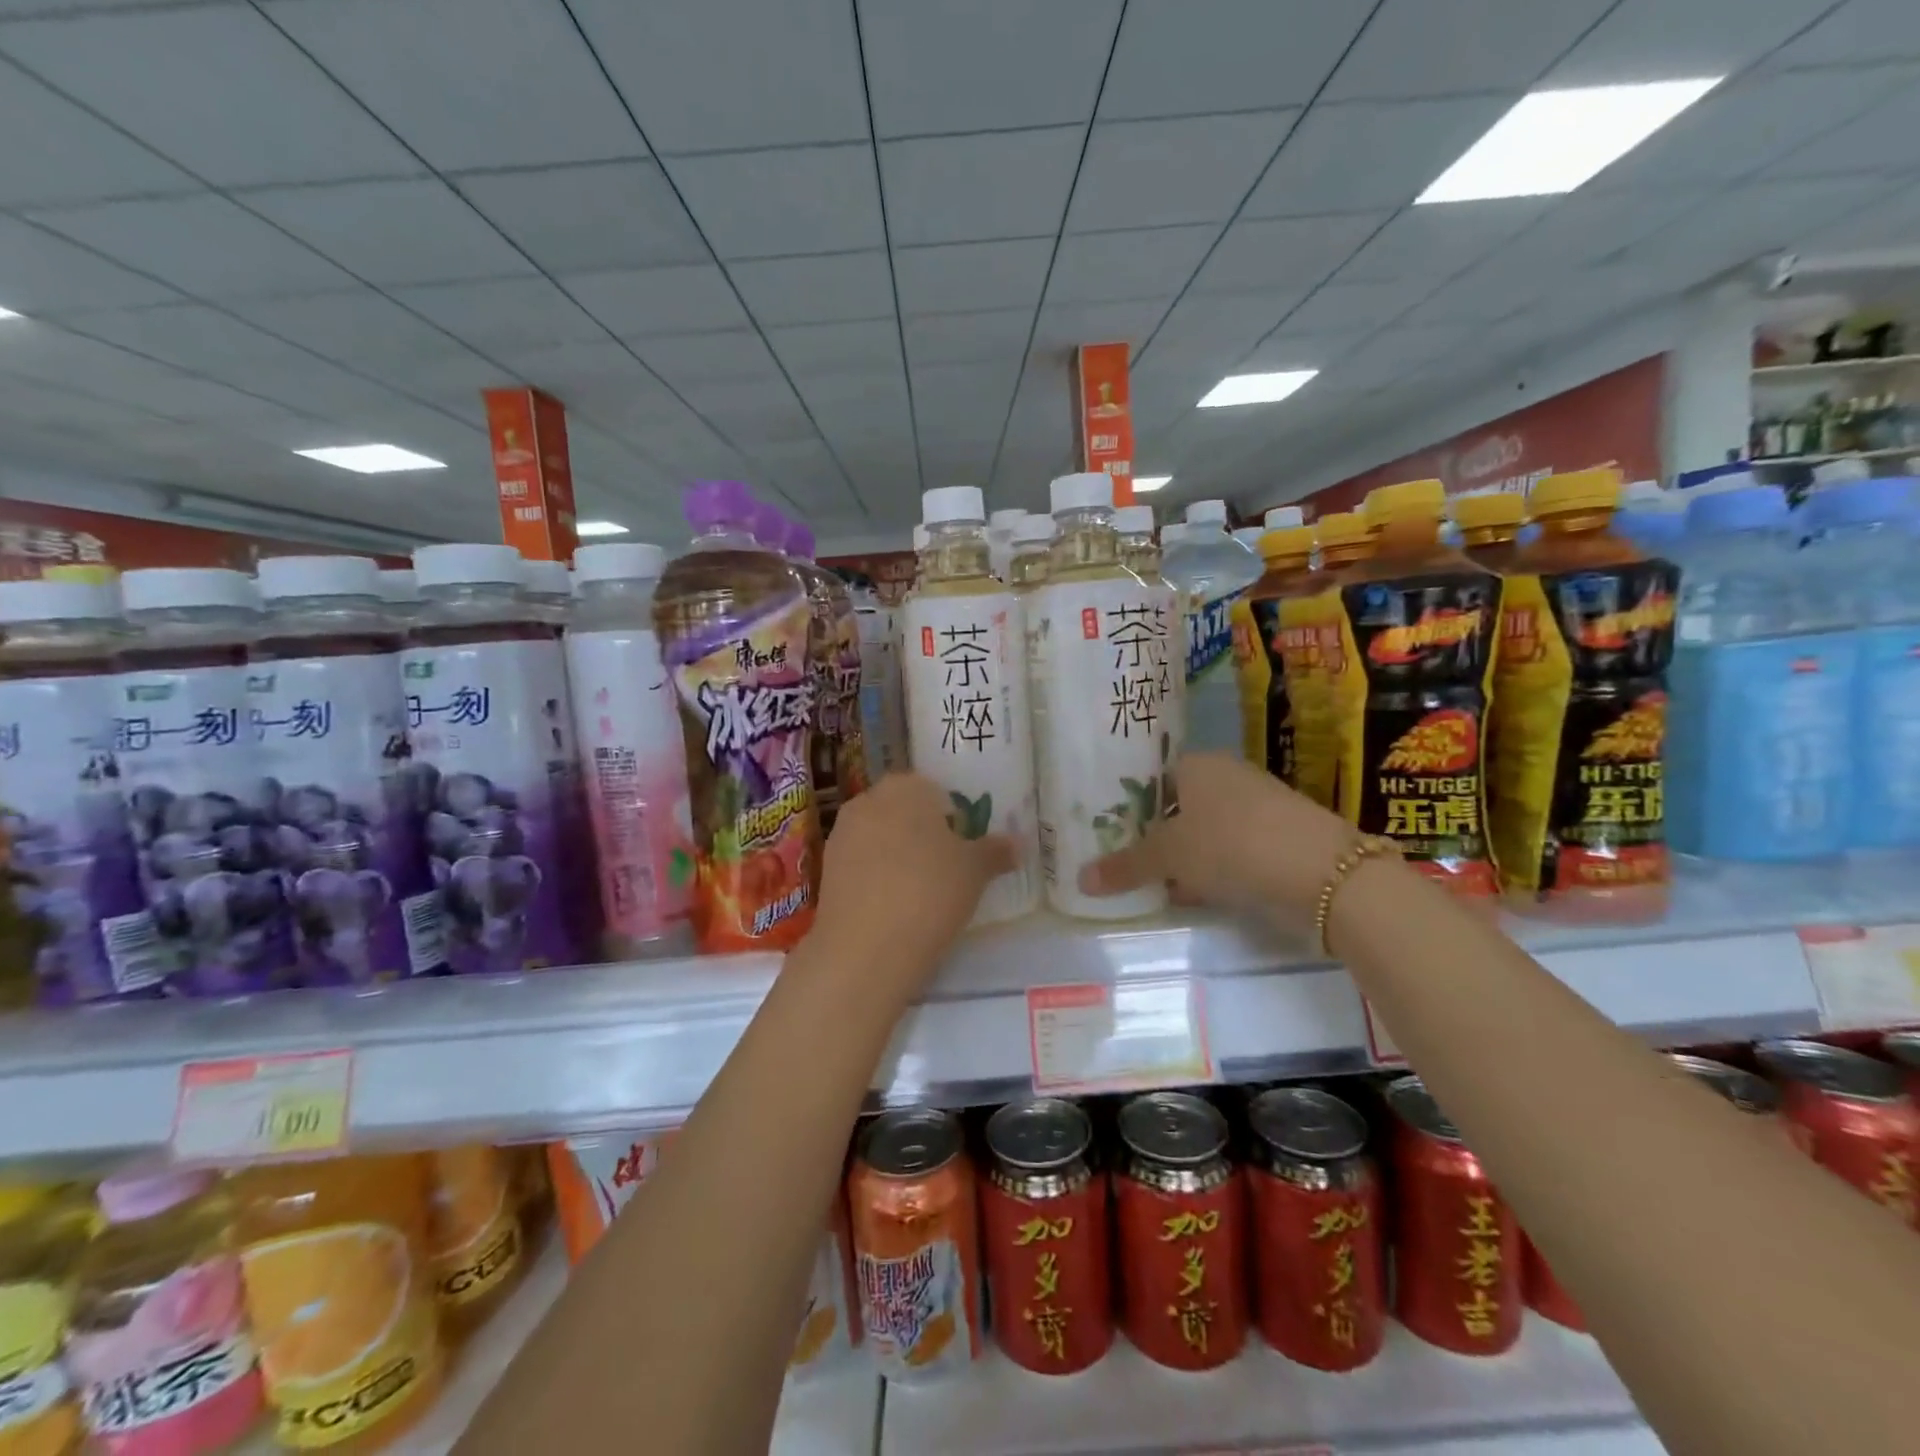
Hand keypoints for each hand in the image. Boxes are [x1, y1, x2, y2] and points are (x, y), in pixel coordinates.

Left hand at [809, 773, 1016, 987]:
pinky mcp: (826, 869)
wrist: (866, 947)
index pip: (934, 789)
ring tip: (921, 889)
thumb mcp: (975, 871)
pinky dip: (877, 876)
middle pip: (903, 810)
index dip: (952, 815)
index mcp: (905, 787)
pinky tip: (894, 904)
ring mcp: (841, 834)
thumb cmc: (930, 892)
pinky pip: (862, 863)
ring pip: (880, 836)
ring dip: (898, 854)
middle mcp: (868, 800)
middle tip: (947, 866)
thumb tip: (1018, 844)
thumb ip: (995, 851)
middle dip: (923, 831)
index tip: (964, 844)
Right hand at [1078, 753, 1355, 914]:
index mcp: (1196, 763)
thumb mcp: (1171, 856)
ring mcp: (1255, 806)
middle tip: (1117, 857)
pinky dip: (1208, 868)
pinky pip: (1227, 849)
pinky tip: (1191, 892)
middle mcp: (1225, 776)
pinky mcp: (1276, 836)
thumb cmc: (1233, 844)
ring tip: (1146, 880)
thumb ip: (1126, 866)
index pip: (1148, 774)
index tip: (1101, 827)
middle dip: (1148, 831)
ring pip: (1201, 828)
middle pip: (1174, 803)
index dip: (1123, 800)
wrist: (1325, 873)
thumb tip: (1080, 880)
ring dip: (1178, 854)